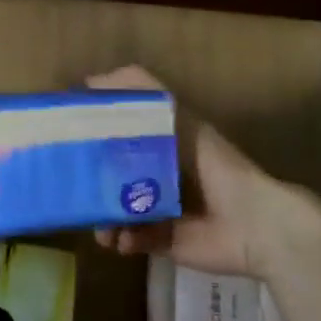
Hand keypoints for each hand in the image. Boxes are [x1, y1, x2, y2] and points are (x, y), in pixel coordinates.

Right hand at [86, 65, 320, 281]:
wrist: (253, 223)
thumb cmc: (213, 163)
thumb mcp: (176, 117)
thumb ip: (142, 91)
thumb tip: (91, 80)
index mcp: (159, 144)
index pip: (116, 136)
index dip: (93, 136)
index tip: (67, 137)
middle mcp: (156, 175)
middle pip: (111, 176)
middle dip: (92, 185)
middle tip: (73, 189)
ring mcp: (158, 210)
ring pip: (115, 211)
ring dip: (103, 219)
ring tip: (100, 227)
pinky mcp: (164, 241)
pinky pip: (131, 239)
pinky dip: (122, 239)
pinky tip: (120, 240)